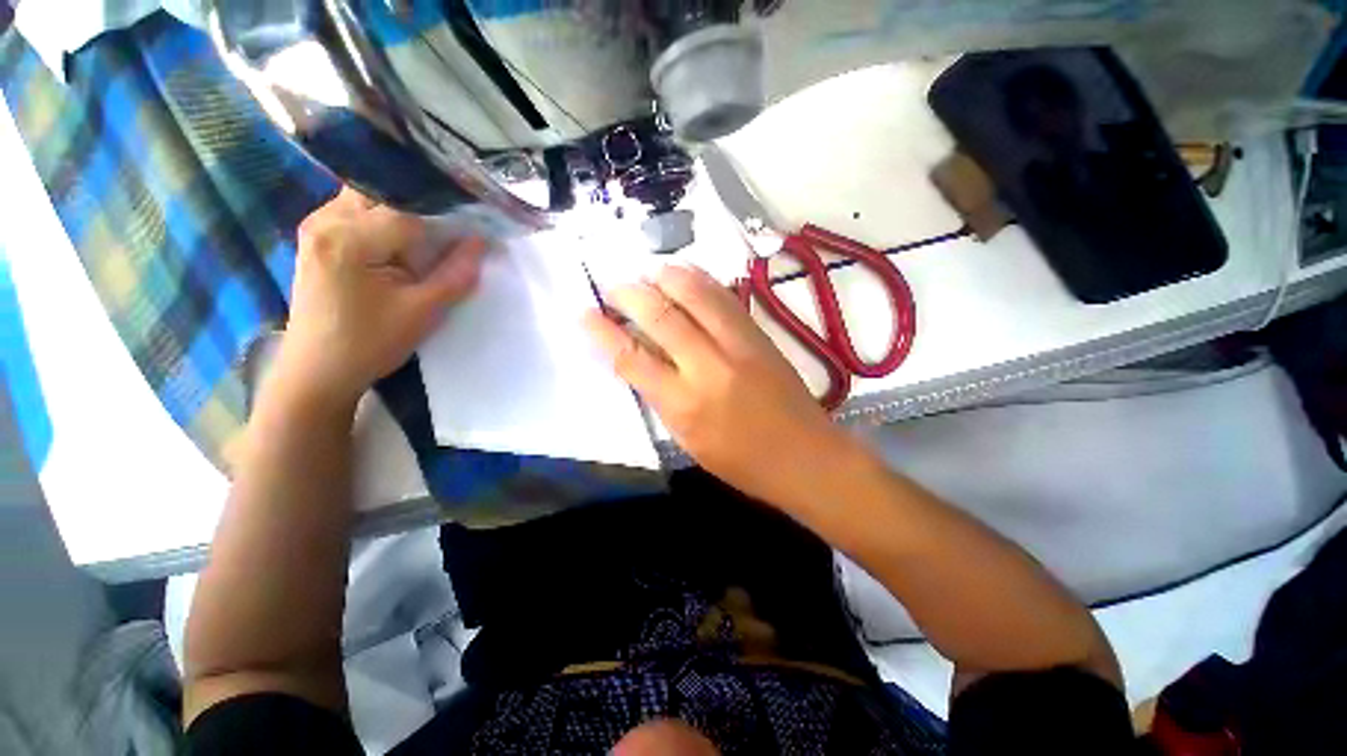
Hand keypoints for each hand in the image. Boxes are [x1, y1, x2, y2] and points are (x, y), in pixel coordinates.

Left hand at [276, 188, 485, 409]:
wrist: (318, 370)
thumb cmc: (370, 343)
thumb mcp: (423, 312)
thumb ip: (456, 274)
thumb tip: (482, 241)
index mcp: (349, 238)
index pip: (410, 211)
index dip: (448, 217)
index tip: (477, 226)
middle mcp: (326, 220)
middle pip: (386, 192)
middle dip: (425, 205)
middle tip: (456, 225)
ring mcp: (318, 225)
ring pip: (372, 197)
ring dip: (406, 210)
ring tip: (434, 234)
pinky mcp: (319, 237)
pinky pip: (359, 211)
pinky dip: (388, 218)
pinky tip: (405, 241)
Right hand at [583, 265, 853, 506]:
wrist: (805, 457)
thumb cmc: (741, 462)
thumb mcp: (688, 440)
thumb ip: (662, 397)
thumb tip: (640, 359)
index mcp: (684, 405)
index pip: (632, 358)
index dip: (603, 332)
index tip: (585, 314)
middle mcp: (708, 367)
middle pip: (661, 316)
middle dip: (630, 294)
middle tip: (615, 288)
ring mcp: (739, 346)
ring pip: (696, 295)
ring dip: (666, 277)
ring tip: (648, 273)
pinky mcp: (760, 336)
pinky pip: (725, 298)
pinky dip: (701, 281)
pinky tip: (687, 274)